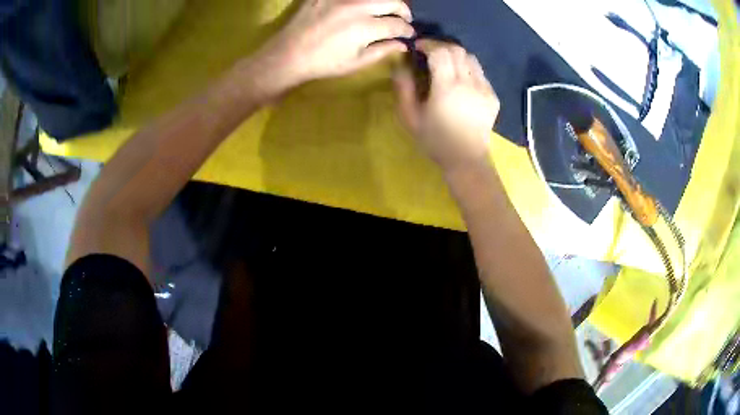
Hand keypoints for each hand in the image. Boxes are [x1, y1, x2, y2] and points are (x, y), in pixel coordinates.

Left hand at [257, 0, 414, 90]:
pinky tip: (360, 8)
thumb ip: (383, 51)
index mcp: (366, 27)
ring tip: (384, 12)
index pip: (398, 24)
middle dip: (404, 11)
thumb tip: (403, 44)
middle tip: (403, 20)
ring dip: (385, 3)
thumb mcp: (356, 62)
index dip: (407, 30)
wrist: (289, 54)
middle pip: (393, 2)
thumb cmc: (323, 63)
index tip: (409, 35)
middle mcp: (357, 7)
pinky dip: (361, 1)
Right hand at [393, 40, 499, 171]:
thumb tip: (400, 65)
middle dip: (441, 46)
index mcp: (447, 87)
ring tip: (446, 63)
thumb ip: (404, 88)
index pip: (440, 51)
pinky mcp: (492, 96)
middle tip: (430, 52)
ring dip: (456, 55)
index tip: (418, 47)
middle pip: (457, 50)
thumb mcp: (410, 117)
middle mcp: (469, 83)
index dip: (428, 44)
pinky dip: (468, 68)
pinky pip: (480, 72)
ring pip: (471, 58)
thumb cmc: (435, 140)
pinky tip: (460, 79)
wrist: (466, 159)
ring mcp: (484, 89)